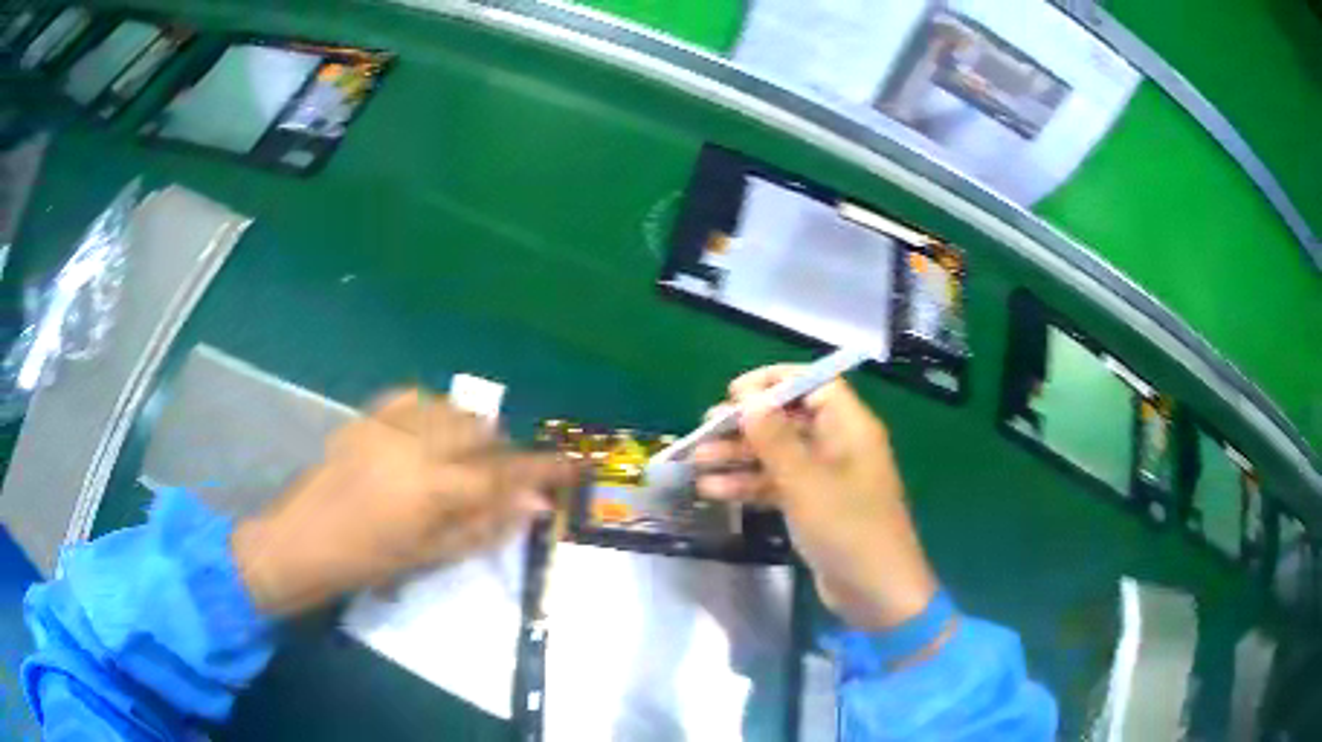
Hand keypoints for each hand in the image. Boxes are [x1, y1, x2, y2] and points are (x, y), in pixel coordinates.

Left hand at [231, 390, 579, 616]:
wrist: (301, 540)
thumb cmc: (368, 562)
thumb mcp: (431, 556)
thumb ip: (485, 526)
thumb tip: (533, 505)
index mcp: (433, 488)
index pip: (503, 473)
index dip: (542, 468)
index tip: (572, 465)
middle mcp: (415, 445)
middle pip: (481, 431)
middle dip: (502, 452)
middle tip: (502, 479)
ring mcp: (388, 425)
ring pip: (452, 410)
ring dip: (470, 432)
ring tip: (463, 460)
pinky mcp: (367, 416)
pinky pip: (414, 398)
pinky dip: (434, 412)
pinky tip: (430, 434)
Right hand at [694, 366, 937, 629]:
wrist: (875, 591)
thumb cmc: (848, 528)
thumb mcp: (806, 481)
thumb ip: (774, 438)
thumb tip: (747, 397)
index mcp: (849, 428)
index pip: (814, 385)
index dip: (775, 382)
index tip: (735, 393)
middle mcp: (838, 445)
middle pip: (789, 420)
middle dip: (747, 424)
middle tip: (705, 430)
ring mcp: (825, 478)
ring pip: (778, 454)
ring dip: (740, 456)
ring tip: (697, 462)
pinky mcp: (814, 507)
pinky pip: (778, 485)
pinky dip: (749, 485)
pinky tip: (713, 491)